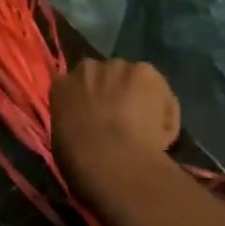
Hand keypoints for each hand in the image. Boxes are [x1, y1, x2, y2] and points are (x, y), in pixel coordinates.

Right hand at [51, 58, 180, 192]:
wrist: (110, 158)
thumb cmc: (79, 158)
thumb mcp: (63, 138)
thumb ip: (73, 121)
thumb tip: (86, 124)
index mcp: (61, 86)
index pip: (74, 85)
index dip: (87, 99)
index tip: (95, 115)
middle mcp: (87, 68)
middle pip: (104, 74)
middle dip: (112, 90)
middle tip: (120, 118)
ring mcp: (118, 67)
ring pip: (133, 79)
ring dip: (138, 95)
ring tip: (146, 126)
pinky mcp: (147, 73)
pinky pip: (159, 92)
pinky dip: (163, 109)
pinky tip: (161, 133)